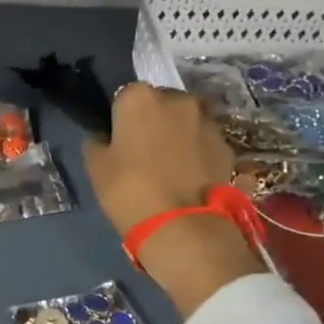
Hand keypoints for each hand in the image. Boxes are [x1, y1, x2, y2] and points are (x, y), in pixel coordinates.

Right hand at [84, 83, 262, 317]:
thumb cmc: (128, 189)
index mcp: (140, 98)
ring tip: (169, 164)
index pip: (125, 97)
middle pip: (162, 103)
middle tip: (144, 151)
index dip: (121, 119)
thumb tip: (104, 138)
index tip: (119, 140)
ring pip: (187, 121)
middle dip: (154, 120)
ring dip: (179, 134)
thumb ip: (97, 143)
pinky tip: (188, 177)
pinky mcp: (228, 146)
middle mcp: (178, 99)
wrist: (182, 226)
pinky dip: (197, 152)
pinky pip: (205, 142)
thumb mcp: (95, 166)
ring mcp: (208, 122)